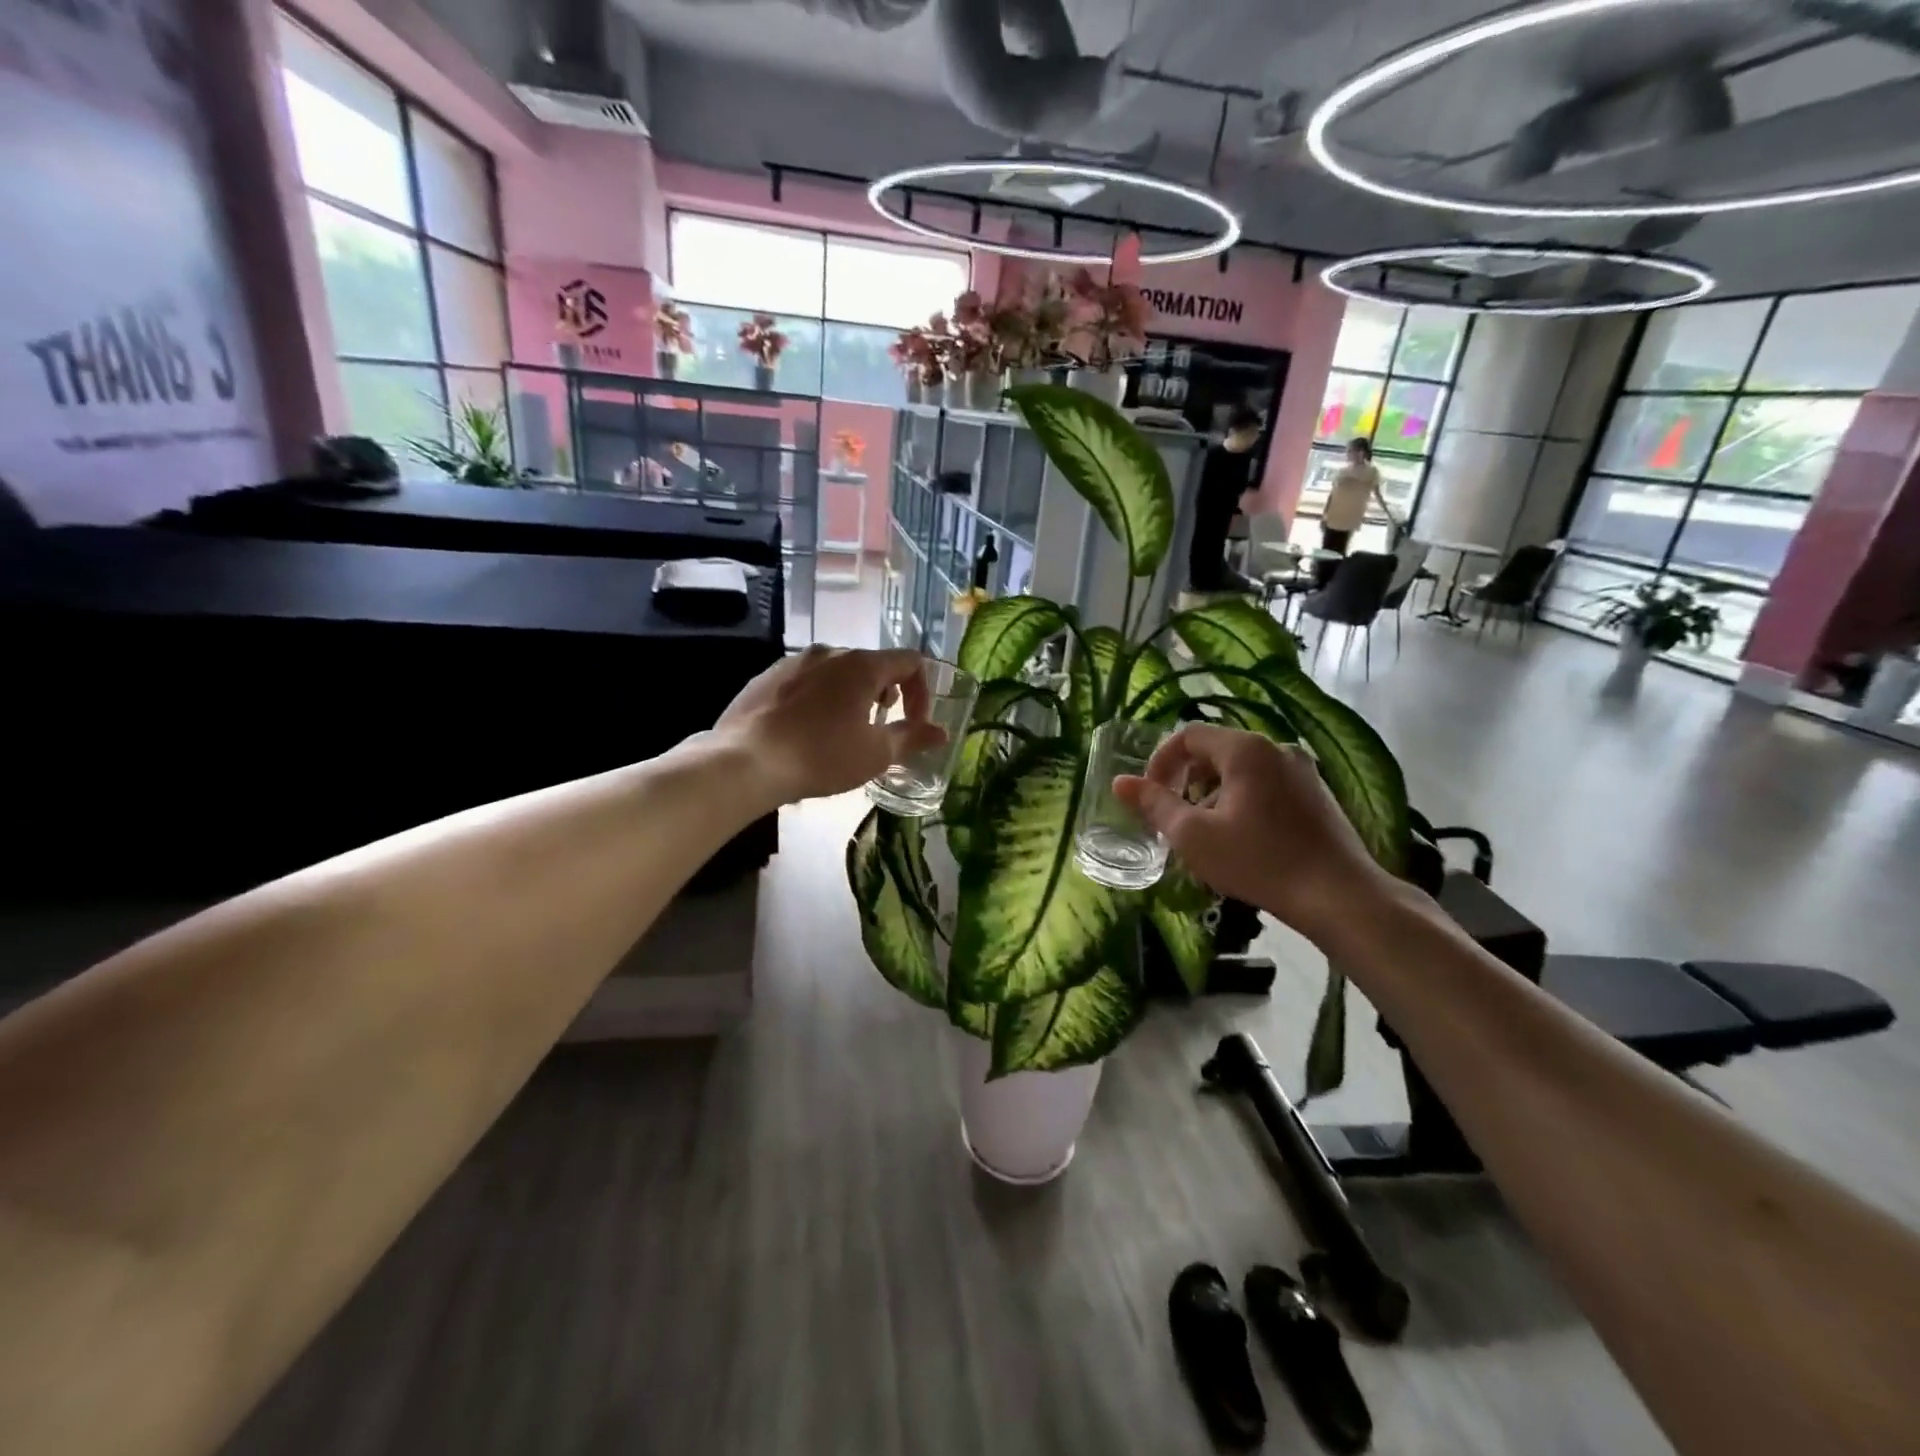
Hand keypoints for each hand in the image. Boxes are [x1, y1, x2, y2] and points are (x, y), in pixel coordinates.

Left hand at [714, 646, 946, 805]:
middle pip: (872, 664)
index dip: (922, 691)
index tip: (915, 723)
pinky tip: (806, 730)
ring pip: (836, 671)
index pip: (910, 661)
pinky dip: (818, 698)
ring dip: (851, 695)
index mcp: (862, 665)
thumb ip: (911, 738)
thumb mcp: (875, 754)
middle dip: (886, 693)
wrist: (744, 762)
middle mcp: (829, 652)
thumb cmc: (821, 756)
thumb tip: (941, 733)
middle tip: (879, 728)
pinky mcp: (767, 676)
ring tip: (842, 730)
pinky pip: (805, 681)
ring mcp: (794, 661)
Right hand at [1113, 724, 1394, 941]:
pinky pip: (1266, 784)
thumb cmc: (1259, 861)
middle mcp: (1276, 748)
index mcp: (1245, 749)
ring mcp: (1302, 770)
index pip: (1188, 736)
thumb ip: (1154, 805)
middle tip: (1173, 816)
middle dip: (1186, 779)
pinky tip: (1241, 839)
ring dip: (1213, 793)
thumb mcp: (1194, 836)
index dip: (1160, 762)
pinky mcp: (1317, 794)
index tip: (1149, 795)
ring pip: (1241, 770)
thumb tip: (1120, 782)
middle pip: (1215, 750)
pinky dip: (1242, 800)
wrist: (1340, 896)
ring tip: (1204, 833)